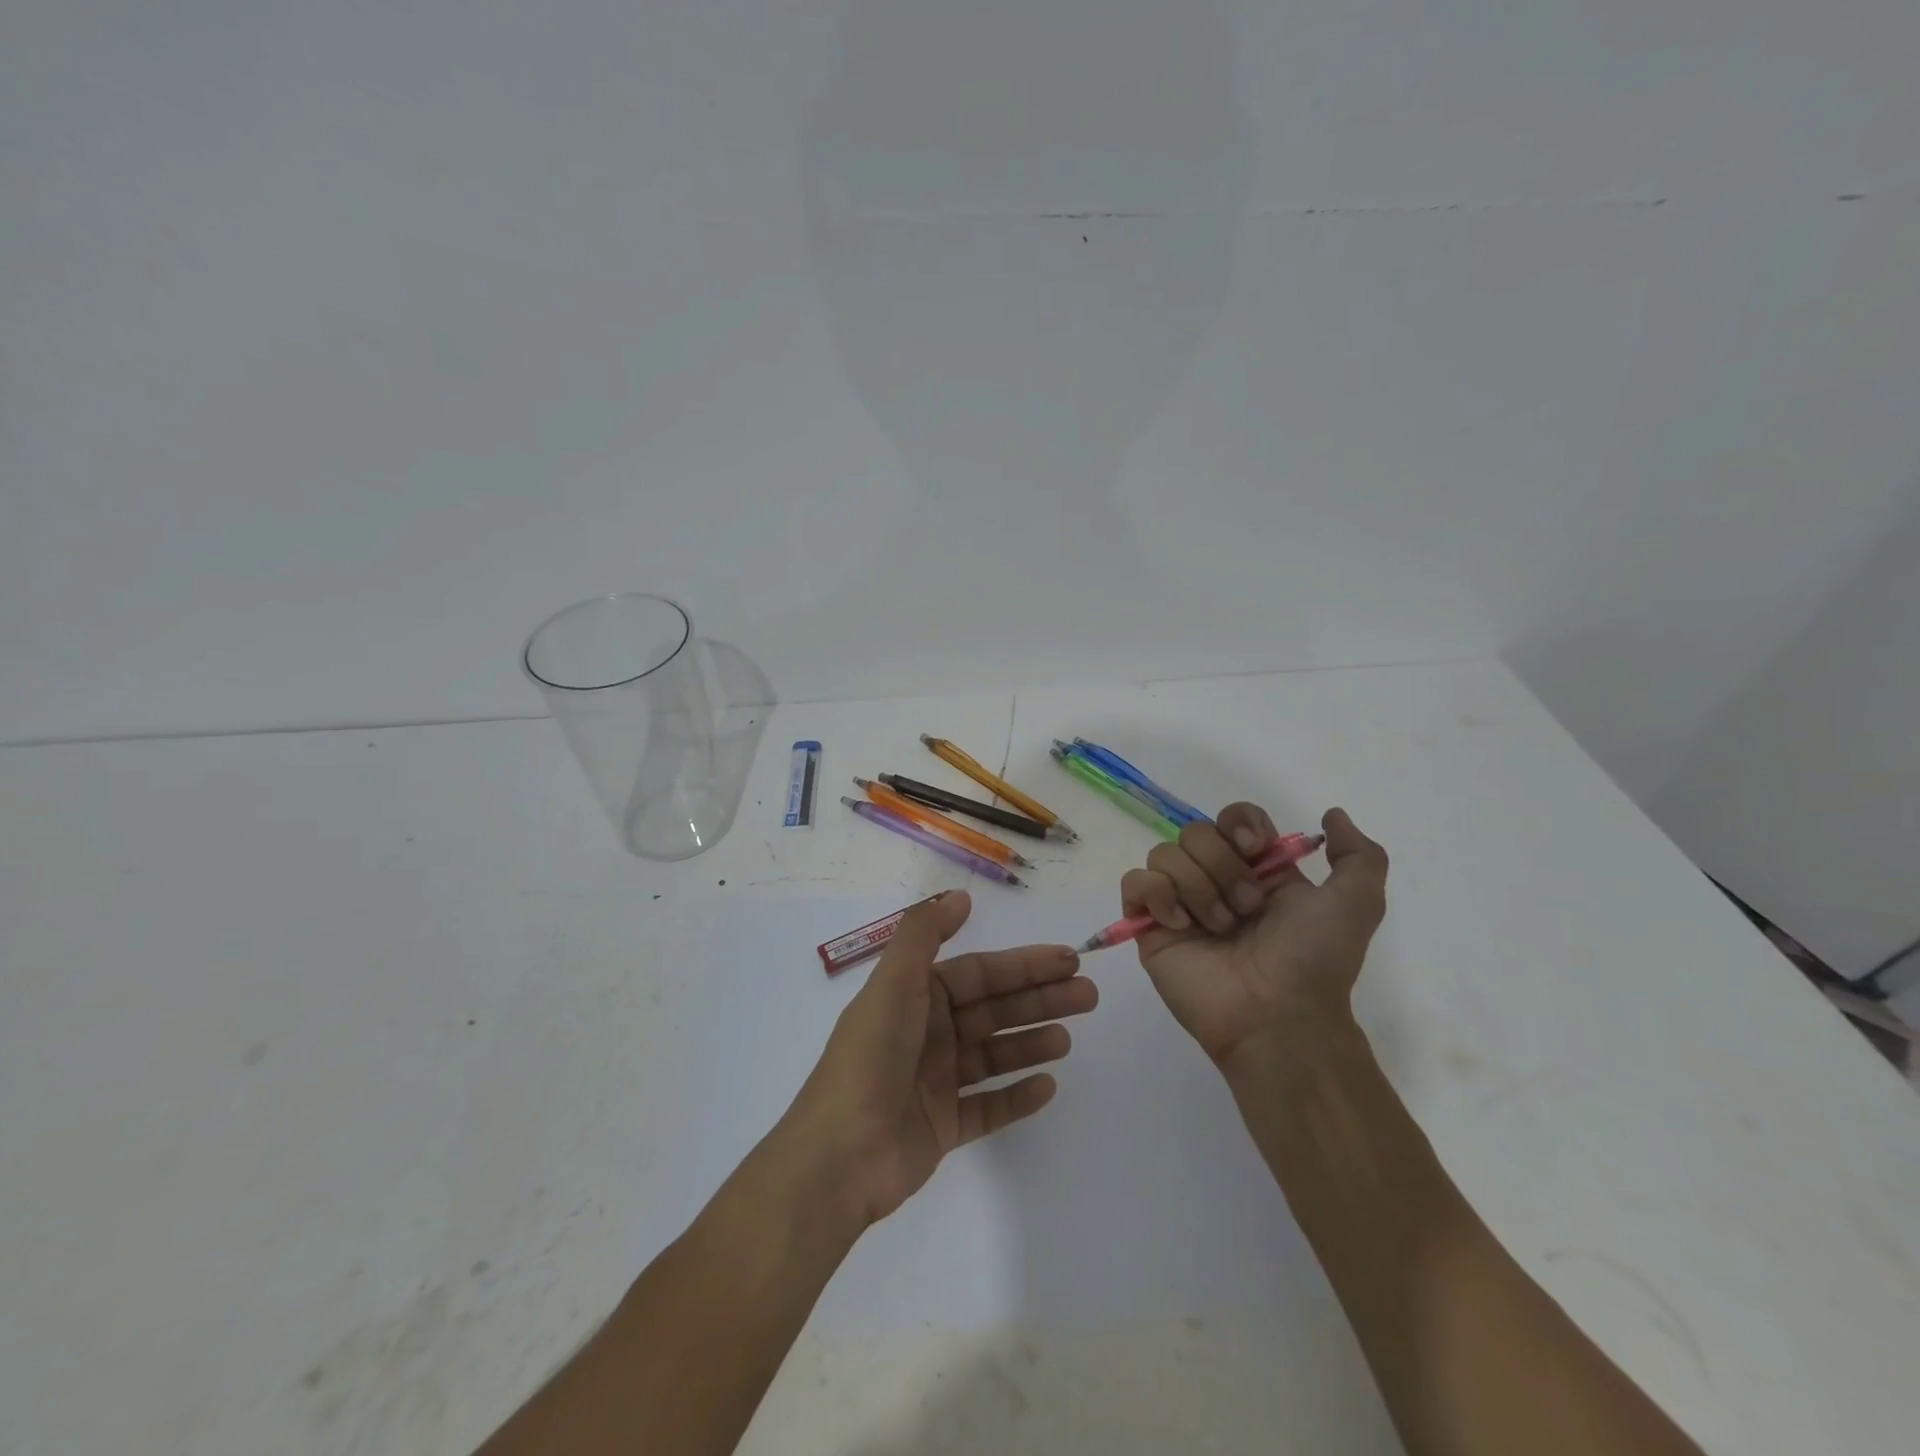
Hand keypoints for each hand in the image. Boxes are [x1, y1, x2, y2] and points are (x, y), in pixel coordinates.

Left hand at [781, 891, 1097, 1226]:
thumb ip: (925, 934)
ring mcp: (936, 1082)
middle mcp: (928, 1033)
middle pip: (993, 1010)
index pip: (980, 973)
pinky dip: (1016, 1096)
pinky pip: (988, 1107)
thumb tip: (960, 896)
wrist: (839, 1156)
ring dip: (1031, 1043)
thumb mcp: (894, 983)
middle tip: (1088, 995)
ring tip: (1068, 1039)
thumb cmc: (871, 1058)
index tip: (1067, 960)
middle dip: (1039, 999)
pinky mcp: (942, 1127)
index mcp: (916, 997)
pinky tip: (1048, 1087)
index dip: (1023, 964)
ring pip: (994, 1055)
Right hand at [1121, 804, 1388, 1064]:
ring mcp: (1179, 902)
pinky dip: (1157, 895)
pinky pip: (1135, 882)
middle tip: (1246, 908)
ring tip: (1218, 927)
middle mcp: (1215, 879)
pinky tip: (1180, 924)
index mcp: (1257, 870)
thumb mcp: (1357, 903)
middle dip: (1222, 866)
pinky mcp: (1149, 925)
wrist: (1277, 1015)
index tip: (1254, 848)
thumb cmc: (1314, 960)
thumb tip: (1332, 814)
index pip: (1232, 817)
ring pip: (1164, 853)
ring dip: (1196, 887)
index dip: (1239, 823)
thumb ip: (1359, 855)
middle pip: (1194, 832)